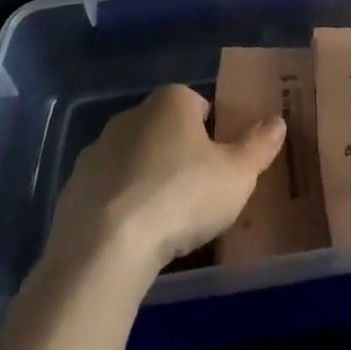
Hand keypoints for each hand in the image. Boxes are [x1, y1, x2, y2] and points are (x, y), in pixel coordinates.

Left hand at [47, 85, 286, 276]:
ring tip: (165, 224)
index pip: (200, 105)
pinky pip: (107, 192)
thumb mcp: (237, 175)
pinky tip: (132, 239)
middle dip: (180, 156)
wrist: (104, 248)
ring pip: (134, 161)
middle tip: (198, 196)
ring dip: (147, 181)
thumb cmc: (181, 197)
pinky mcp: (72, 189)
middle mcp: (132, 114)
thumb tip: (278, 121)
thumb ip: (259, 146)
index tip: (222, 167)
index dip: (215, 134)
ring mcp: (97, 151)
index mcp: (171, 101)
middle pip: (165, 131)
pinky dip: (120, 208)